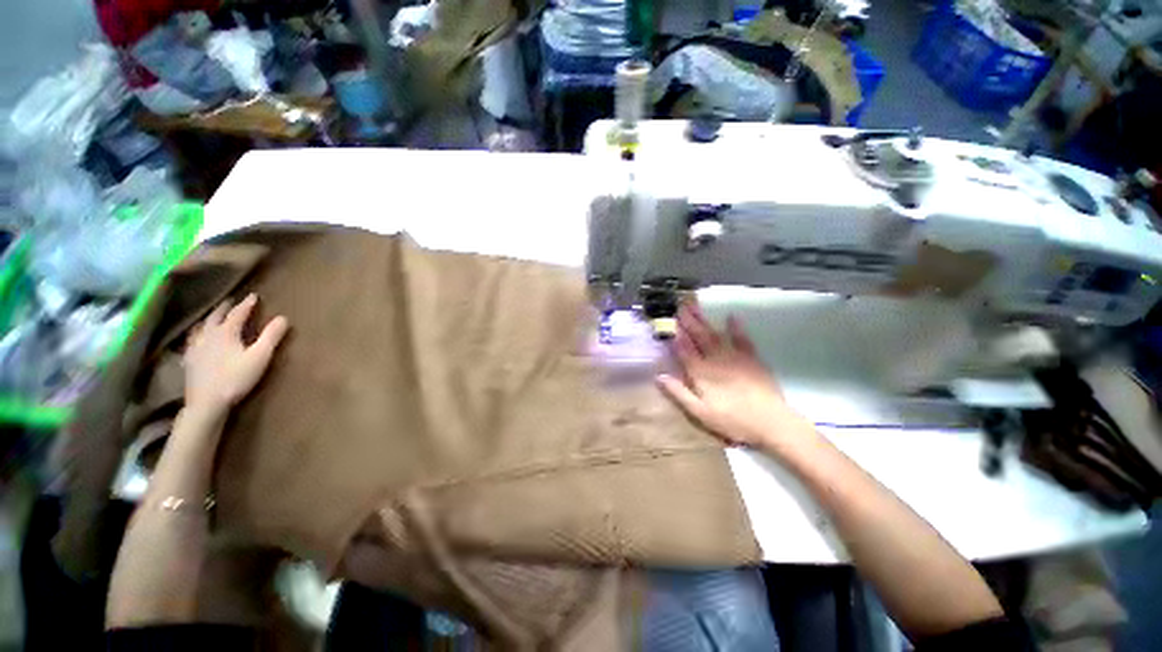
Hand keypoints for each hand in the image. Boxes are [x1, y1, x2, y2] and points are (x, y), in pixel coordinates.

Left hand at [184, 294, 289, 415]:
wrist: (207, 403)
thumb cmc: (236, 378)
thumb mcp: (260, 356)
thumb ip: (271, 336)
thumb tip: (283, 318)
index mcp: (225, 332)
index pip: (237, 314)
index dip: (246, 304)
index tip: (254, 296)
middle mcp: (207, 336)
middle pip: (215, 317)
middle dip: (224, 308)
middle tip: (230, 301)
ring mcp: (194, 348)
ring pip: (199, 328)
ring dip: (207, 319)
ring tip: (211, 317)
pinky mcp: (188, 361)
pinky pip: (190, 342)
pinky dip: (195, 336)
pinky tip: (195, 340)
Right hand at [656, 302, 804, 450]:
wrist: (771, 423)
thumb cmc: (732, 420)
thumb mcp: (700, 413)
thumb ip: (679, 393)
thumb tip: (659, 376)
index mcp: (701, 373)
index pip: (684, 350)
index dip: (676, 335)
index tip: (669, 321)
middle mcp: (715, 359)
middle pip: (698, 337)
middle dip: (688, 321)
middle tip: (680, 306)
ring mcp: (735, 356)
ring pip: (715, 334)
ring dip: (704, 320)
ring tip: (694, 306)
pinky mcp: (752, 358)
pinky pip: (742, 339)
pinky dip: (736, 327)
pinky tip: (732, 316)